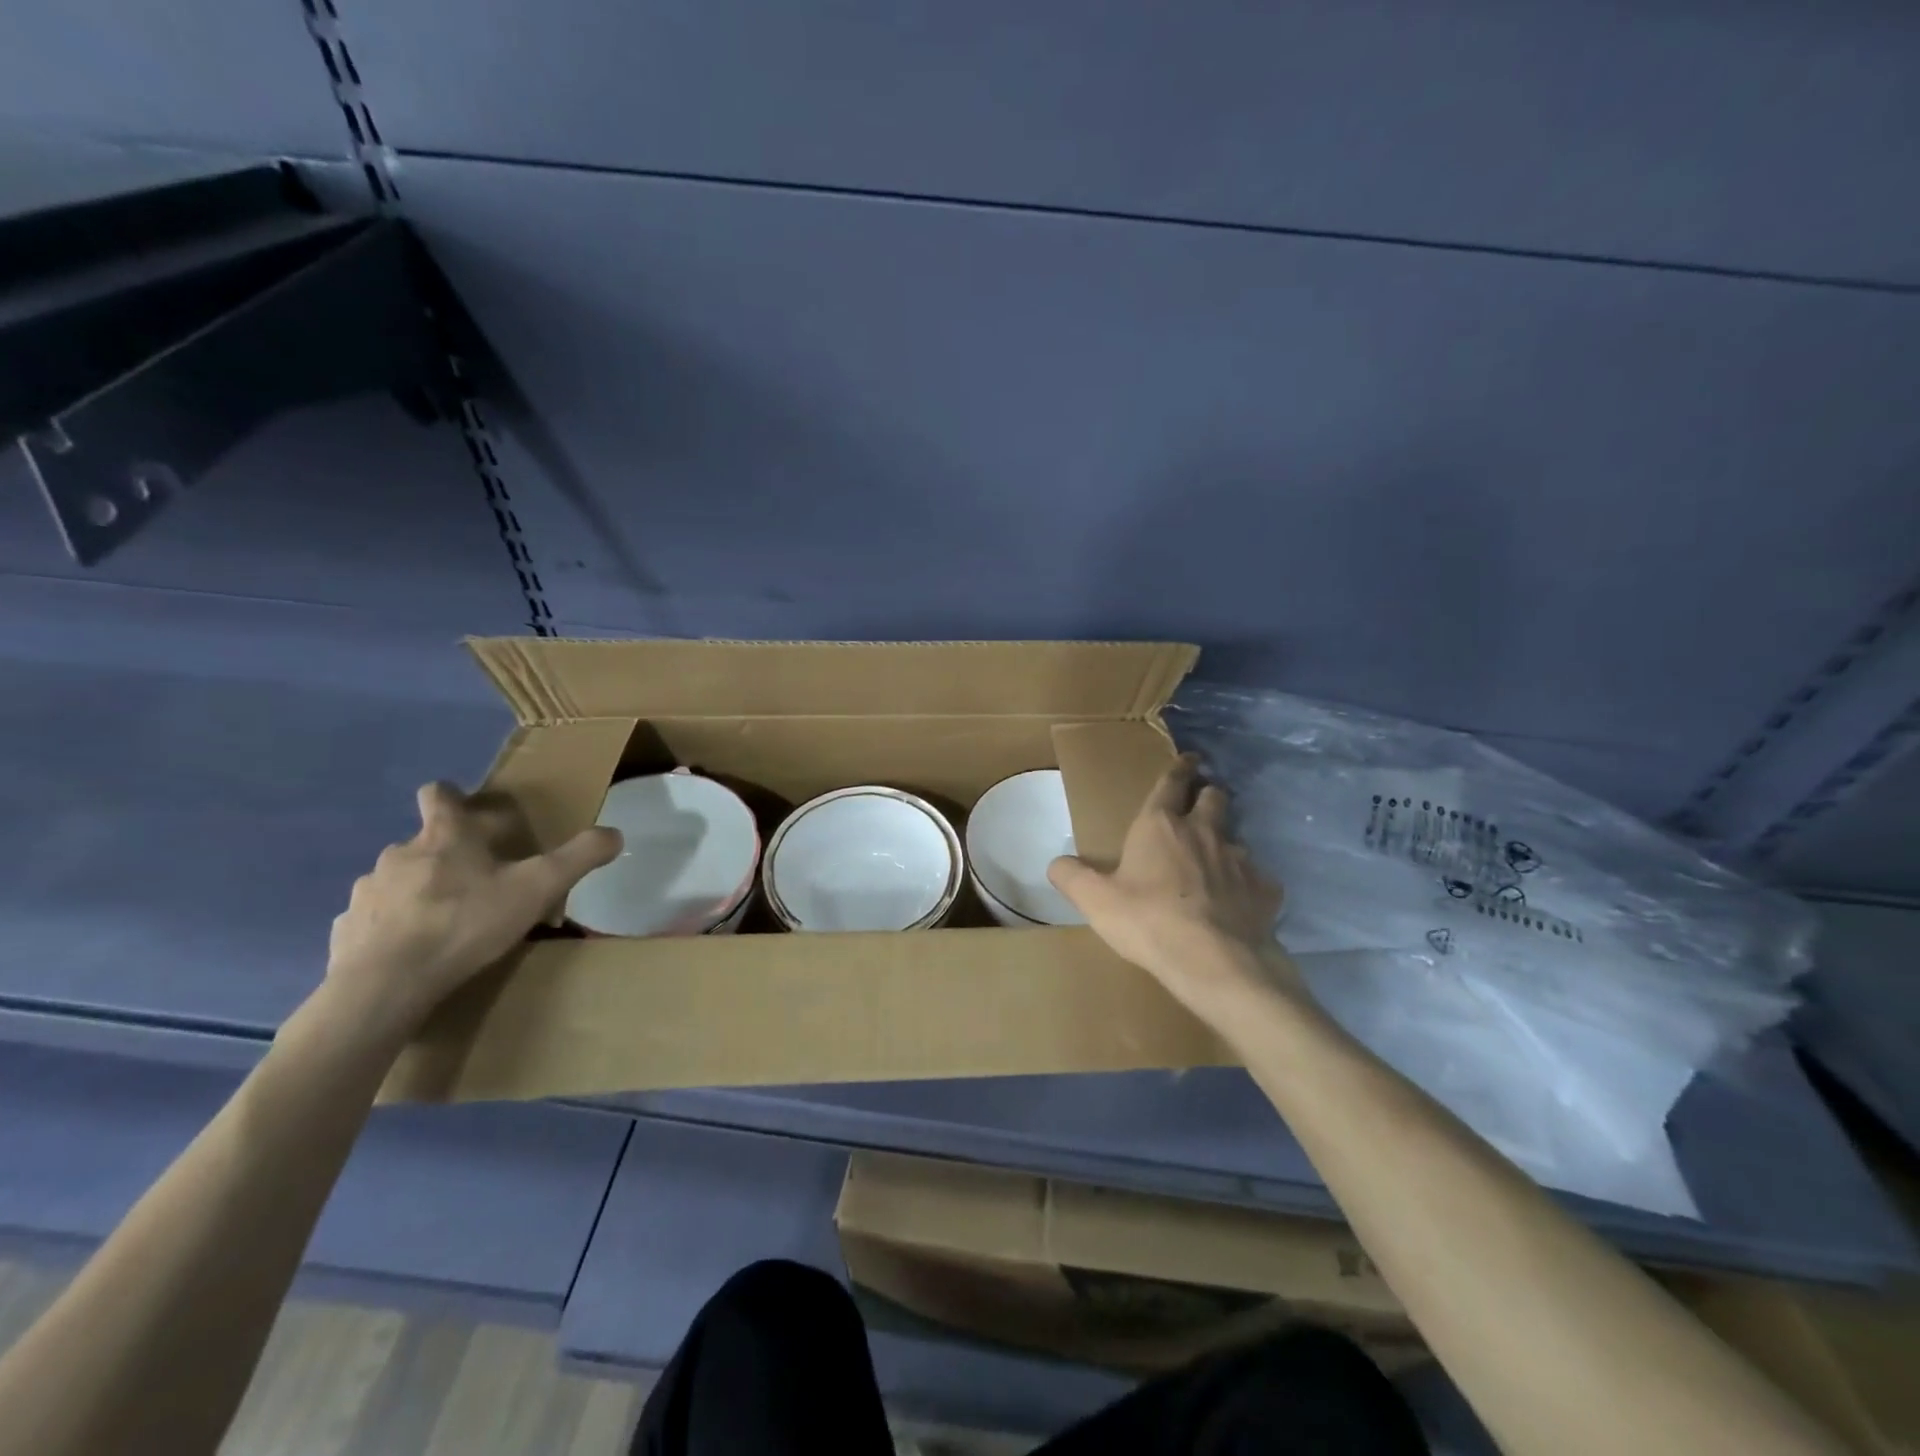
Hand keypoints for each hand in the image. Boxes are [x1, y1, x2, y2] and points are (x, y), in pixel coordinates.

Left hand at [324, 783, 620, 1034]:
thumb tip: (615, 833)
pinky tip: (412, 951)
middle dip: (448, 854)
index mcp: (445, 836)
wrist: (386, 985)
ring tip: (446, 921)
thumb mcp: (538, 888)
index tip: (469, 810)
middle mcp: (400, 853)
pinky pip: (373, 919)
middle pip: (423, 840)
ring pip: (398, 880)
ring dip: (419, 891)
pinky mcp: (346, 930)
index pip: (439, 794)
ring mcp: (367, 892)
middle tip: (479, 881)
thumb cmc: (466, 923)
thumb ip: (579, 857)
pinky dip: (392, 927)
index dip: (453, 796)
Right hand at [1048, 755, 1298, 1014]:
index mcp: (1160, 825)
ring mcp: (1240, 859)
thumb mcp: (1095, 901)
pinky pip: (1258, 879)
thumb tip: (1056, 864)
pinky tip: (1239, 903)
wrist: (1215, 961)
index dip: (1179, 768)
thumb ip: (1072, 877)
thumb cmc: (1148, 921)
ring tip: (1217, 862)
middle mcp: (1203, 832)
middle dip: (1209, 795)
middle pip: (1214, 797)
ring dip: (1225, 843)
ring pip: (1237, 837)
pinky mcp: (1265, 889)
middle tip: (1202, 804)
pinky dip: (1248, 885)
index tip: (1188, 759)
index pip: (1171, 782)